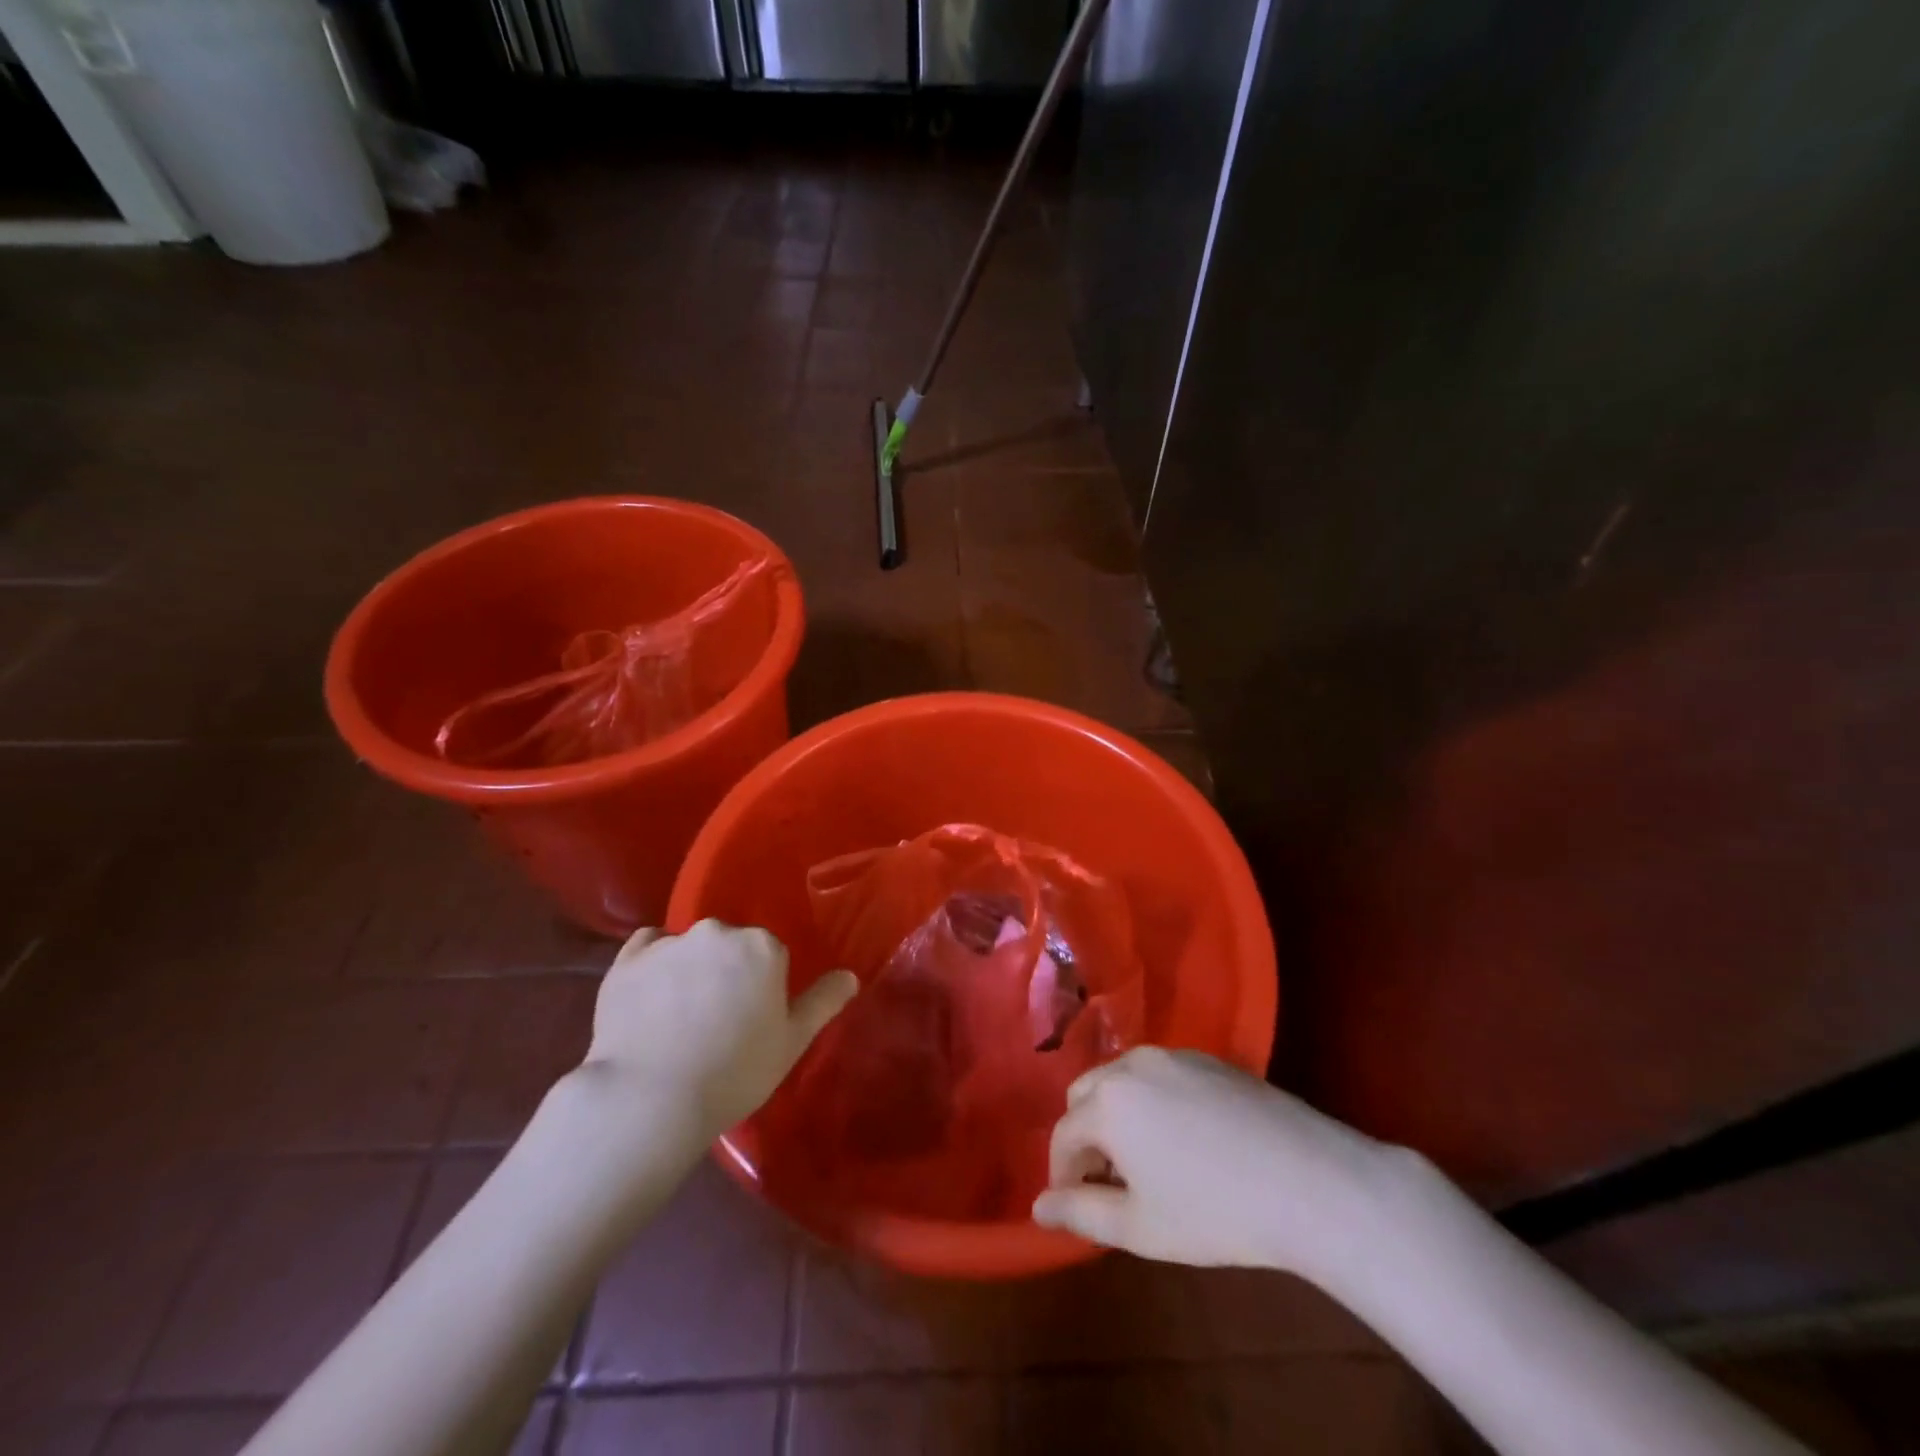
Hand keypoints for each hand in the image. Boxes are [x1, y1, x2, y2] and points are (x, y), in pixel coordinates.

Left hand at [582, 919, 858, 1142]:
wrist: (650, 1099)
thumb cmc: (734, 1072)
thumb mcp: (792, 1043)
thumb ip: (824, 1002)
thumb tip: (850, 975)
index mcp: (762, 946)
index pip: (770, 957)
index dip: (763, 989)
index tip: (751, 1023)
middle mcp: (718, 931)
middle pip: (730, 947)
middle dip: (727, 973)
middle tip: (717, 1023)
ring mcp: (669, 943)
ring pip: (690, 948)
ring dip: (690, 970)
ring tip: (678, 1020)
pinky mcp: (627, 960)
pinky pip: (647, 948)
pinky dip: (652, 964)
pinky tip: (650, 997)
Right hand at [1033, 1047, 1402, 1280]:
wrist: (1309, 1179)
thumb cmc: (1214, 1212)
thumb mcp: (1139, 1227)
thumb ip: (1080, 1213)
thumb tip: (1038, 1208)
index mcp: (1106, 1102)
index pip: (1063, 1135)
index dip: (1062, 1174)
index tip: (1077, 1205)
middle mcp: (1130, 1065)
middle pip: (1086, 1095)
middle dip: (1086, 1137)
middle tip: (1111, 1183)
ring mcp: (1171, 1055)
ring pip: (1122, 1080)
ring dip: (1118, 1115)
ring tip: (1146, 1161)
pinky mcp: (1207, 1058)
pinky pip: (1160, 1075)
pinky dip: (1153, 1100)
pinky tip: (1187, 1139)